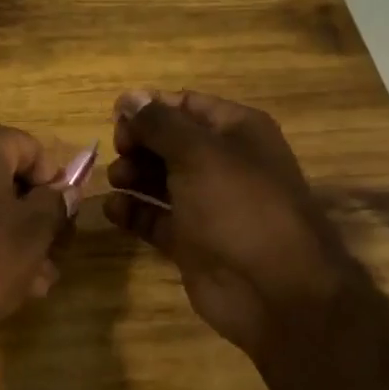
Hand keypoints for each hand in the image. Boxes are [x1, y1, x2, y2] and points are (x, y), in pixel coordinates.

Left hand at [0, 124, 71, 364]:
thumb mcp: (32, 233)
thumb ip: (55, 206)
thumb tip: (64, 191)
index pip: (30, 148)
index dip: (55, 183)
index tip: (64, 221)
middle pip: (1, 180)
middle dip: (31, 220)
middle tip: (50, 259)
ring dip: (6, 241)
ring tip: (30, 286)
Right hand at [103, 90, 349, 357]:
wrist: (275, 291)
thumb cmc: (239, 207)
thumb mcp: (198, 153)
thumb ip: (159, 123)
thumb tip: (129, 98)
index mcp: (237, 132)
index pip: (187, 105)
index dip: (151, 107)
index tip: (116, 116)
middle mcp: (223, 164)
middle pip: (169, 141)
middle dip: (139, 142)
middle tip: (118, 152)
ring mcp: (207, 205)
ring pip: (159, 179)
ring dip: (132, 174)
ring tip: (116, 179)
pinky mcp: (191, 241)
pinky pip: (155, 218)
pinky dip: (133, 211)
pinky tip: (113, 209)